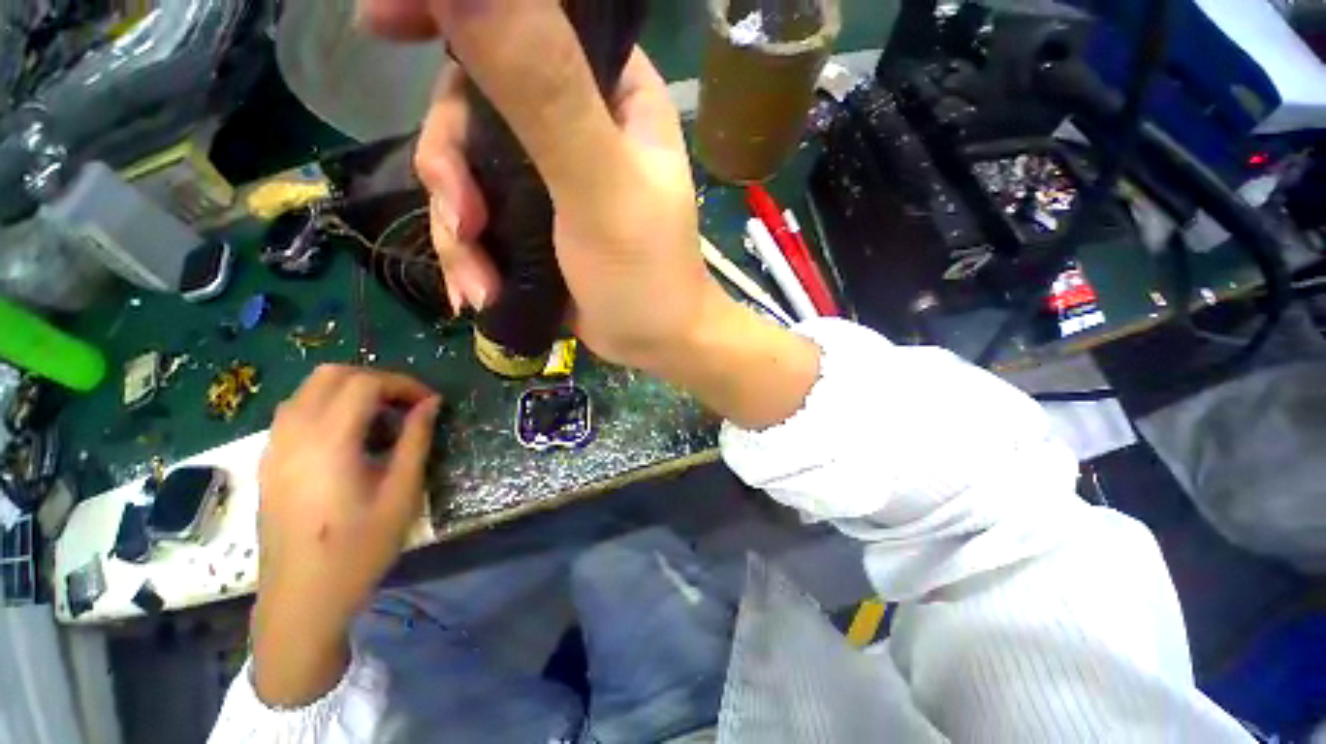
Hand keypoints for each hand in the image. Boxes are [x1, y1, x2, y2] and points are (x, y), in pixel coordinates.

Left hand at [252, 365, 440, 706]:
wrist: (301, 599)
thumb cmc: (358, 549)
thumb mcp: (401, 494)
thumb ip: (416, 441)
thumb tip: (431, 404)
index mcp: (328, 443)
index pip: (364, 383)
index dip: (403, 384)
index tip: (429, 402)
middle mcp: (293, 435)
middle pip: (331, 375)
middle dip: (375, 381)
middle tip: (406, 406)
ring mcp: (274, 447)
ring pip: (309, 390)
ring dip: (350, 392)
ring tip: (381, 421)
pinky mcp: (269, 461)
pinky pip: (296, 413)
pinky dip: (328, 408)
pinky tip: (350, 440)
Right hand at [361, 0, 820, 429]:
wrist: (655, 342)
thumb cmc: (647, 276)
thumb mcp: (603, 188)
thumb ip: (547, 92)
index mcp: (610, 91)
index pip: (530, 15)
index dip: (453, 12)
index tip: (384, 25)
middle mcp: (577, 121)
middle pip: (474, 101)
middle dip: (451, 164)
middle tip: (465, 221)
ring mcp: (549, 174)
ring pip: (465, 166)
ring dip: (457, 229)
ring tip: (479, 281)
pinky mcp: (533, 220)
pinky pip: (477, 215)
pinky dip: (468, 254)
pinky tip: (480, 292)